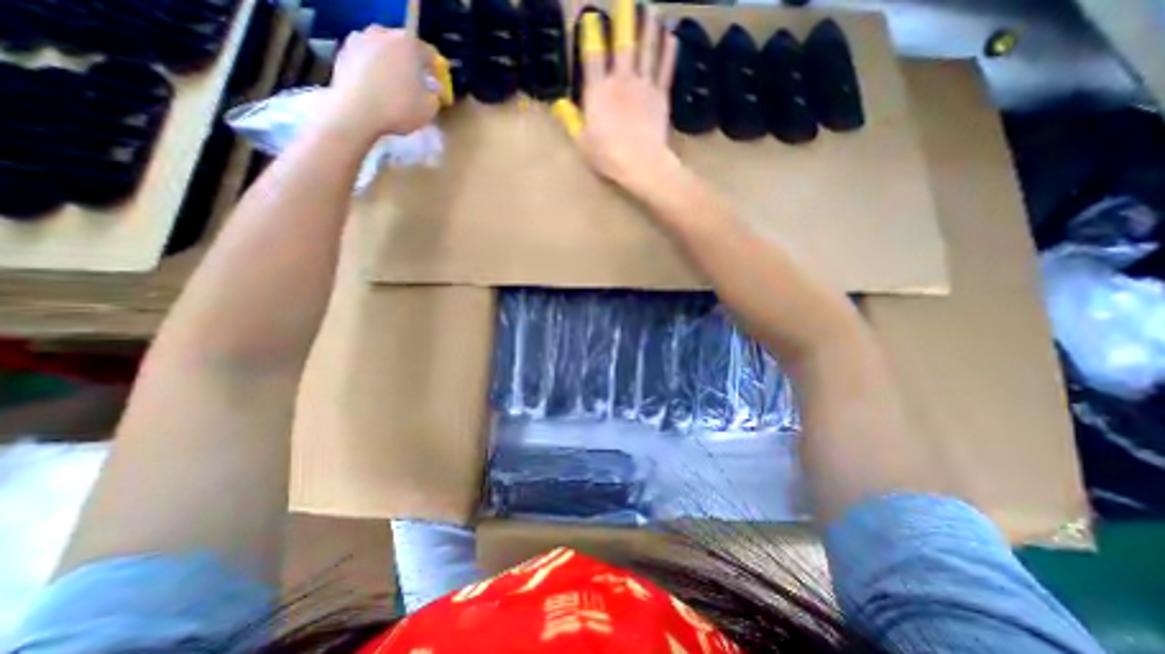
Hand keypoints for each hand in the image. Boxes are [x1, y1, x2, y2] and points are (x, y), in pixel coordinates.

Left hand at [317, 25, 439, 141]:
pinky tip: (377, 89)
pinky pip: (367, 59)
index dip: (436, 72)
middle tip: (417, 85)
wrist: (357, 111)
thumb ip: (435, 95)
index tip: (438, 87)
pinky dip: (374, 70)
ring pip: (383, 51)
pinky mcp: (344, 51)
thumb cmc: (399, 109)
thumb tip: (432, 88)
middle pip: (403, 47)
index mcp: (408, 44)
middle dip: (412, 64)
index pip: (429, 53)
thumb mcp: (429, 109)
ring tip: (395, 87)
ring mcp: (360, 39)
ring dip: (391, 65)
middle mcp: (383, 34)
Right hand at [575, 4, 684, 193]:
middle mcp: (621, 80)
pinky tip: (671, 35)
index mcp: (598, 91)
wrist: (641, 164)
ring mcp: (643, 86)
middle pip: (624, 43)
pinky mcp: (661, 96)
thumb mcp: (583, 142)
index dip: (591, 33)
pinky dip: (669, 50)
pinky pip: (665, 68)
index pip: (592, 55)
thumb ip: (571, 120)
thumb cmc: (608, 156)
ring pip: (647, 49)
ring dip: (649, 26)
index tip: (591, 16)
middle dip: (625, 16)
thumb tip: (558, 104)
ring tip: (650, 8)